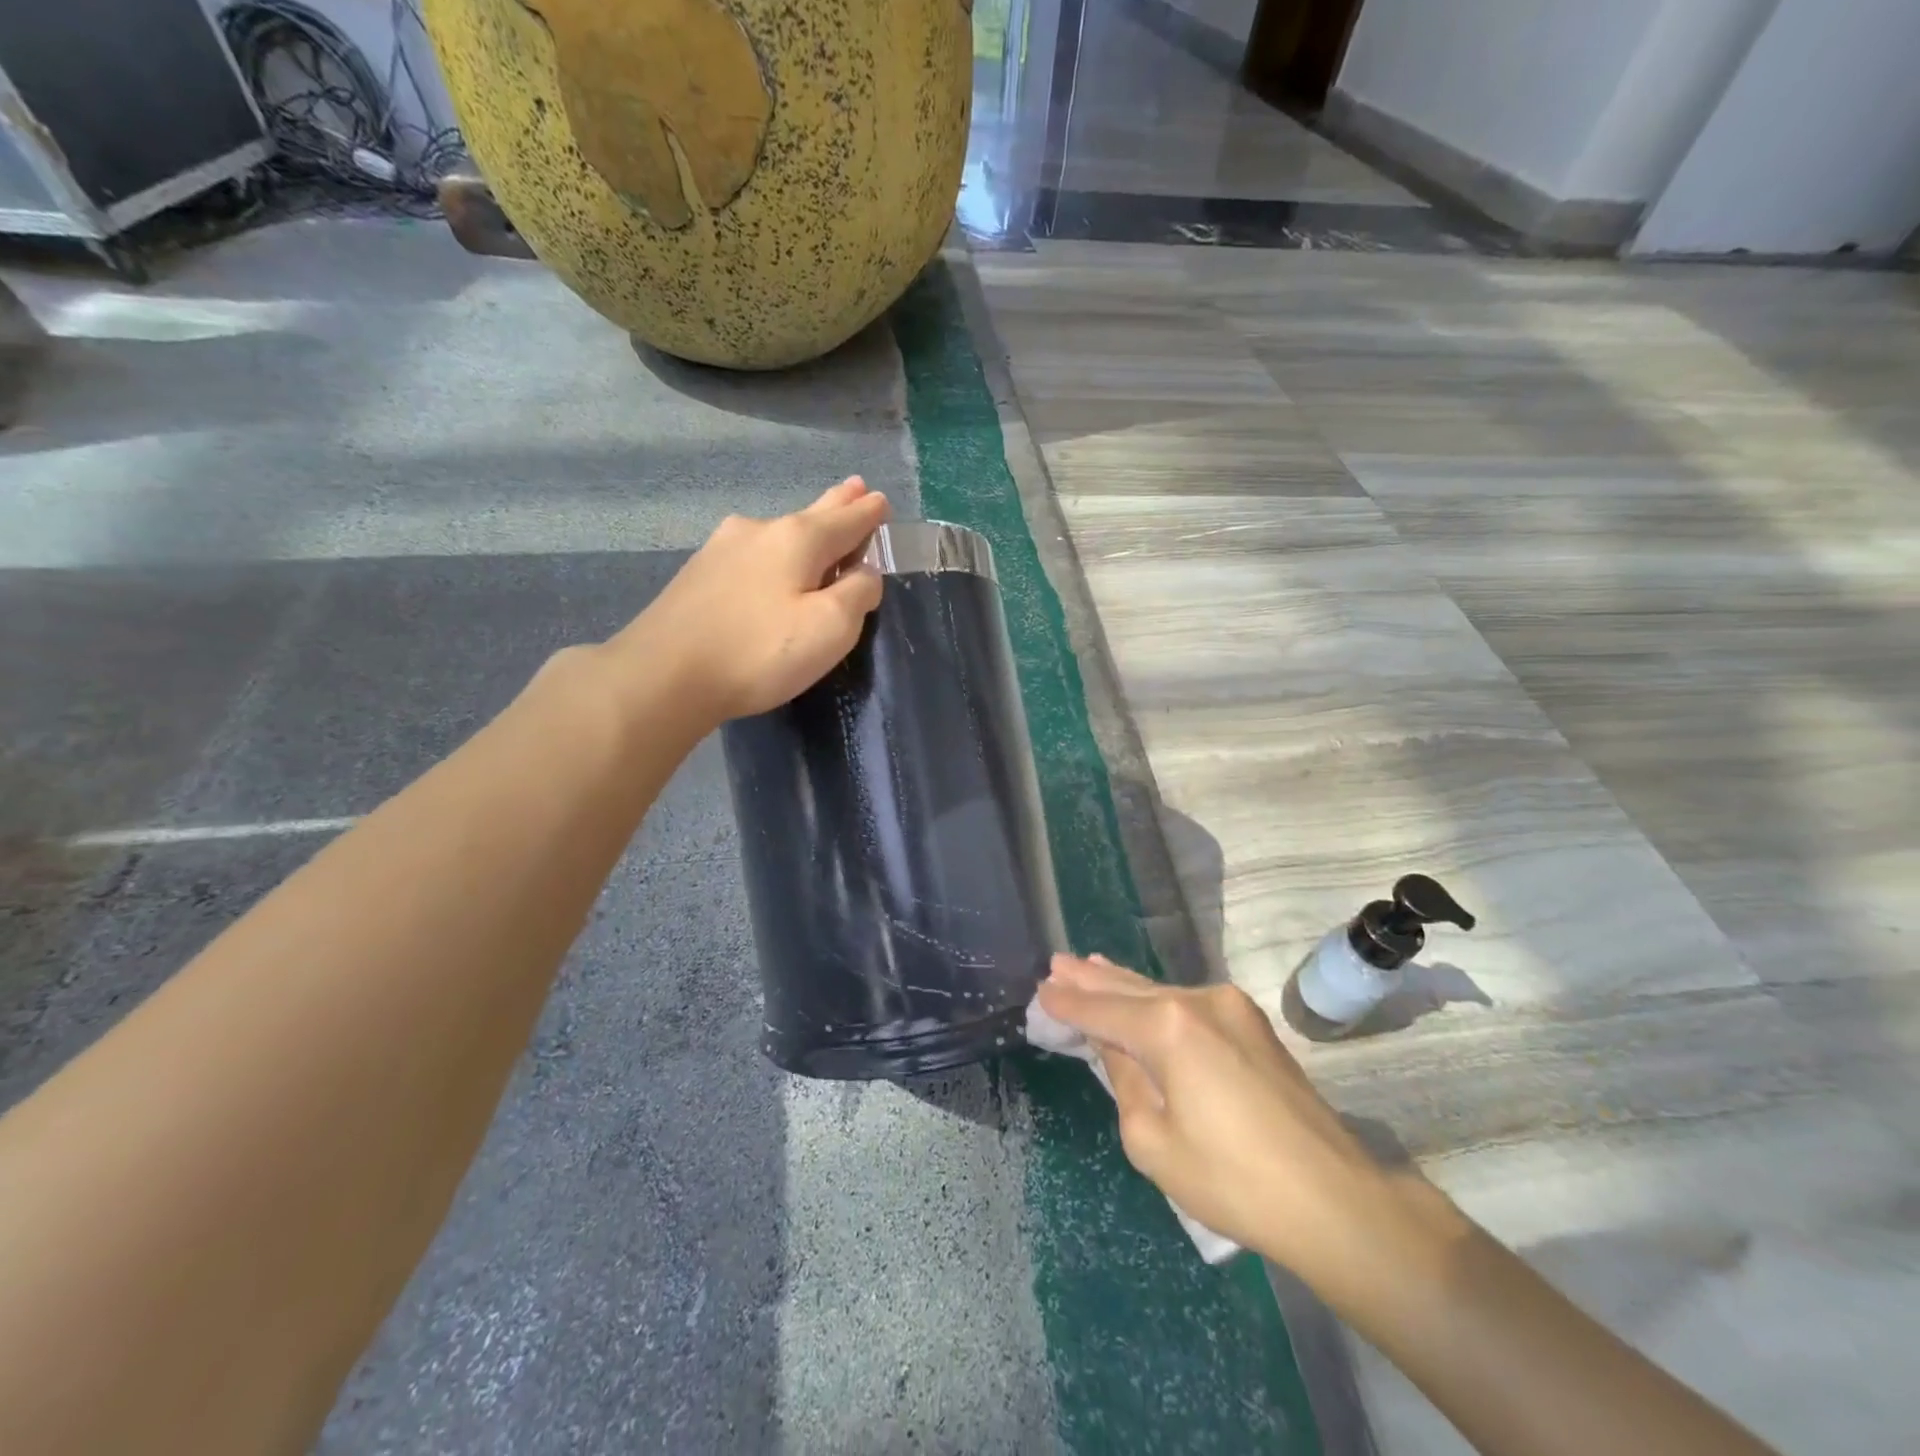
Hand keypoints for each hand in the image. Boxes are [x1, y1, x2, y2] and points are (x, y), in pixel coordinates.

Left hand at [614, 478, 888, 722]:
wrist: (664, 675)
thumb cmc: (759, 651)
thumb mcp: (831, 628)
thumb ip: (858, 594)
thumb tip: (864, 573)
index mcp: (798, 538)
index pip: (846, 519)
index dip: (869, 513)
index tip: (882, 500)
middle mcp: (759, 530)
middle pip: (810, 515)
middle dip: (837, 503)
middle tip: (856, 486)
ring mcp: (722, 549)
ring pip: (778, 534)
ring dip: (804, 529)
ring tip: (819, 525)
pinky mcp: (698, 574)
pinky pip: (752, 555)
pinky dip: (774, 553)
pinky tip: (771, 563)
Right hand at [1035, 954, 1387, 1272]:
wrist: (1333, 1198)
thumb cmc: (1232, 1180)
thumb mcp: (1153, 1141)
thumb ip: (1125, 1081)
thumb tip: (1118, 1048)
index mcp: (1168, 1027)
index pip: (1103, 1011)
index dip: (1069, 1004)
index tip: (1041, 989)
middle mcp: (1197, 1001)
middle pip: (1131, 988)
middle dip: (1092, 979)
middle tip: (1057, 963)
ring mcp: (1230, 1008)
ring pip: (1161, 992)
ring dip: (1124, 984)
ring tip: (1089, 967)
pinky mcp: (1252, 1024)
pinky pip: (1188, 1004)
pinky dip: (1157, 1000)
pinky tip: (1141, 994)